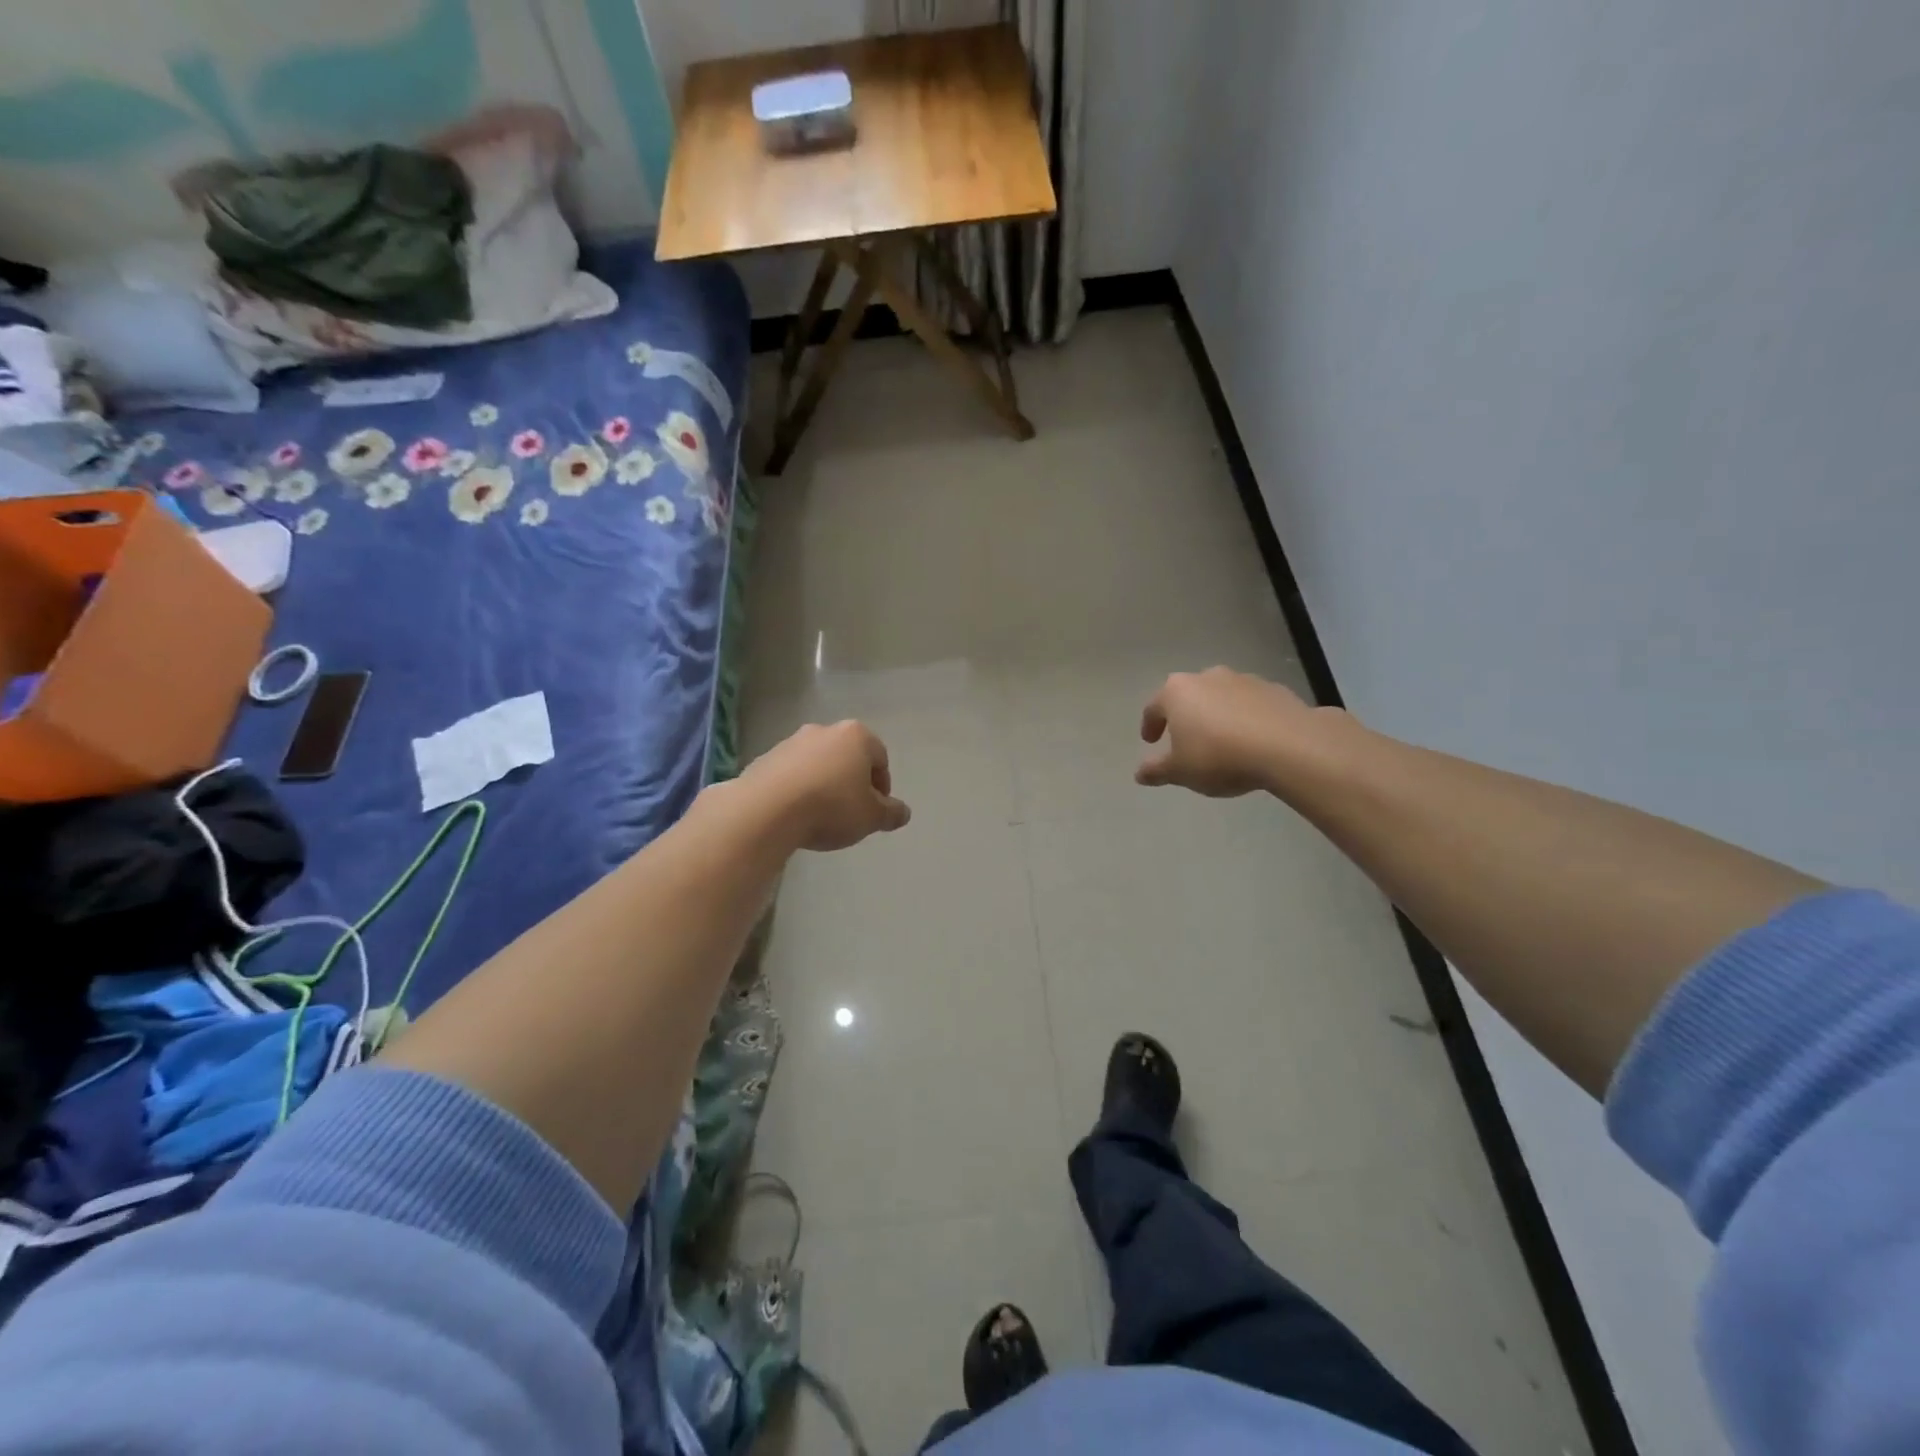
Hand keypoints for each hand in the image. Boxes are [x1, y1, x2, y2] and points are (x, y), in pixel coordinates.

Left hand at [740, 720, 911, 851]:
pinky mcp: (764, 759)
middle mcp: (824, 730)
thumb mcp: (871, 817)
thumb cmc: (831, 807)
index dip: (882, 787)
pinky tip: (795, 814)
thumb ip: (891, 813)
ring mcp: (790, 742)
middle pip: (847, 757)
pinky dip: (798, 790)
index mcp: (856, 736)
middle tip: (851, 813)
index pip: (880, 758)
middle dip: (852, 782)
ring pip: (818, 764)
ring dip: (823, 785)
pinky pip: (791, 775)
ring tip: (820, 816)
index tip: (875, 811)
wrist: (766, 810)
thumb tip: (903, 812)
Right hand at [1136, 668, 1317, 796]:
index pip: (1154, 707)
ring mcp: (1243, 680)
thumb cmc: (1219, 756)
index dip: (1150, 725)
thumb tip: (1140, 774)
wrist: (1287, 746)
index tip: (1151, 741)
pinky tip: (1252, 740)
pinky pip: (1250, 704)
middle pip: (1188, 696)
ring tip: (1222, 742)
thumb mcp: (1180, 772)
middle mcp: (1207, 677)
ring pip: (1221, 697)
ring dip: (1217, 715)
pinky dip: (1245, 718)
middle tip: (1186, 740)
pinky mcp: (1274, 689)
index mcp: (1176, 692)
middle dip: (1185, 716)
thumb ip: (1157, 770)